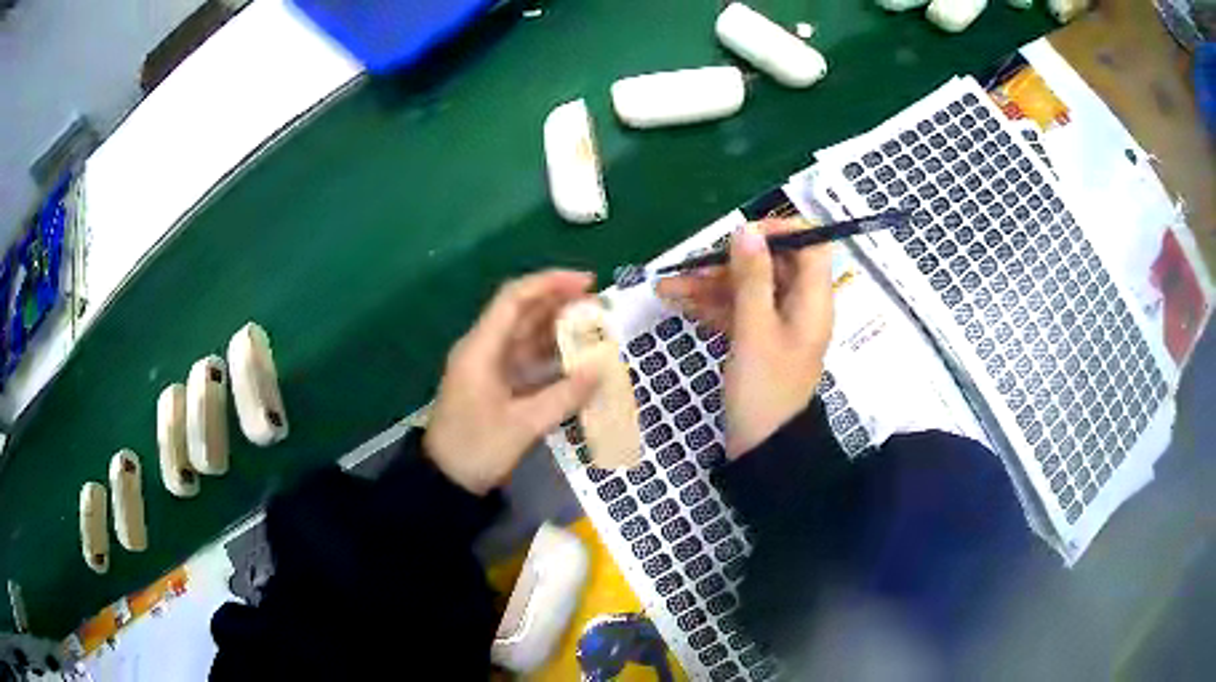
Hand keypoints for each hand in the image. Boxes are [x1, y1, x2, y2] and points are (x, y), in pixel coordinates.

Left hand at [425, 271, 599, 493]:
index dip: (550, 283)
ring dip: (558, 329)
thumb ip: (564, 396)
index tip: (587, 282)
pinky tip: (577, 359)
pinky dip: (551, 355)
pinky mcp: (495, 384)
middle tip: (600, 307)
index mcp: (481, 349)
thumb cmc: (477, 449)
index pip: (515, 299)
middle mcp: (483, 349)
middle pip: (522, 312)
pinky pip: (526, 359)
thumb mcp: (523, 425)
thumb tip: (601, 370)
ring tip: (595, 329)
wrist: (446, 481)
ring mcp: (489, 367)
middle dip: (560, 303)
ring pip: (526, 335)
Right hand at [657, 219, 833, 457]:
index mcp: (812, 299)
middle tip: (690, 267)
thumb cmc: (765, 389)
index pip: (810, 245)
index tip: (744, 234)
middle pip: (769, 265)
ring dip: (709, 285)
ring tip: (665, 288)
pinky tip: (678, 303)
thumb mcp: (755, 330)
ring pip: (746, 288)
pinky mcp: (757, 339)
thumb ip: (752, 278)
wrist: (762, 448)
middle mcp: (798, 305)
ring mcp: (776, 323)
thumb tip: (747, 229)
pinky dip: (710, 305)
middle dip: (728, 262)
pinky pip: (736, 310)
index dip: (780, 231)